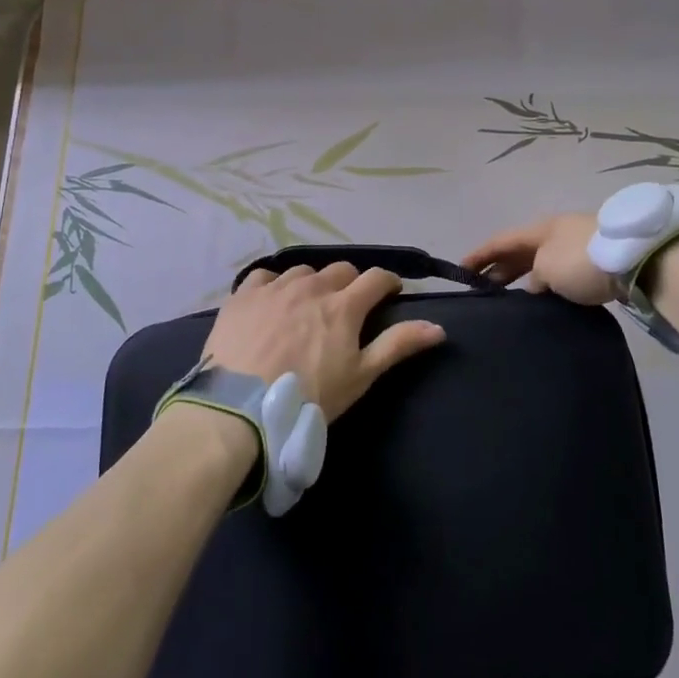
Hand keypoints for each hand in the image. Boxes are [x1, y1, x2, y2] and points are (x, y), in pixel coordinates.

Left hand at [202, 263, 444, 420]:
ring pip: (304, 271)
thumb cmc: (309, 396)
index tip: (390, 293)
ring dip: (313, 283)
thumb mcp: (360, 377)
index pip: (376, 278)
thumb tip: (438, 327)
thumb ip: (398, 346)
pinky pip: (265, 276)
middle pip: (341, 270)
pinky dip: (274, 284)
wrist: (240, 407)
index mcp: (344, 305)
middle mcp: (312, 286)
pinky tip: (271, 302)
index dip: (388, 282)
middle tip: (348, 306)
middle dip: (351, 284)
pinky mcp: (244, 295)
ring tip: (307, 306)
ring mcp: (275, 287)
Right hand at [462, 213, 615, 304]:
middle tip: (481, 289)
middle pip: (519, 252)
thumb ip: (533, 279)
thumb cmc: (582, 260)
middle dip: (499, 268)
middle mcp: (555, 234)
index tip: (459, 269)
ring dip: (523, 278)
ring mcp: (576, 247)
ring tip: (509, 300)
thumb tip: (534, 287)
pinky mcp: (596, 263)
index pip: (500, 241)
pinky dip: (546, 285)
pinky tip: (544, 300)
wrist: (637, 259)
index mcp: (539, 229)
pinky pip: (560, 274)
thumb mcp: (547, 268)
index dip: (478, 255)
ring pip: (540, 263)